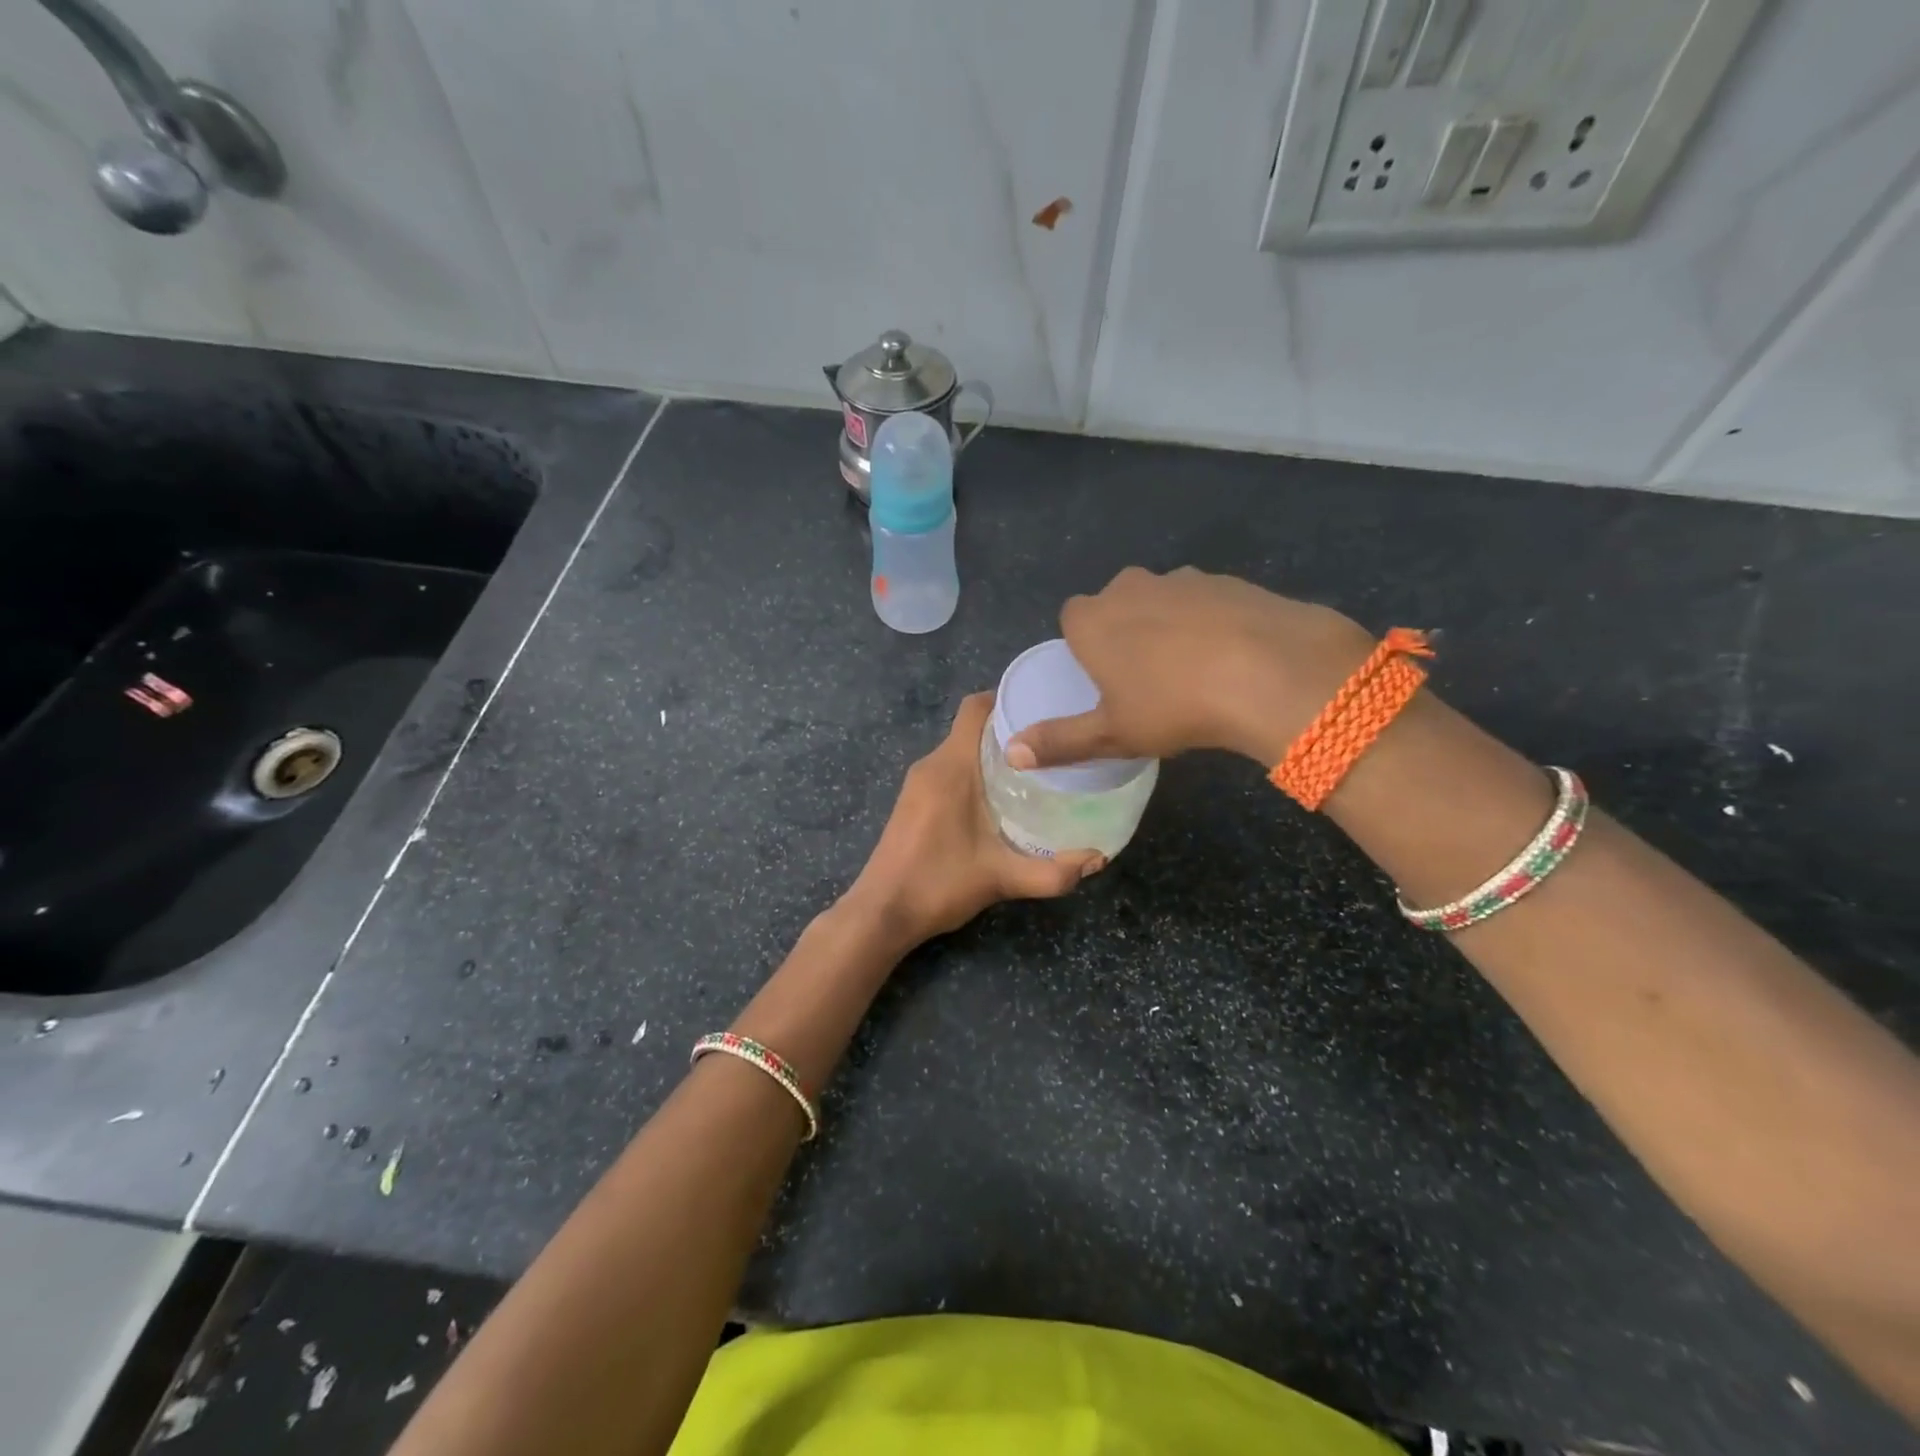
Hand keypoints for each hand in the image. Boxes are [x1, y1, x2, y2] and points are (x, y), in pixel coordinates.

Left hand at [846, 693, 1102, 945]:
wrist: (882, 913)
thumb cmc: (939, 885)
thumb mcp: (1002, 878)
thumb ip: (1053, 872)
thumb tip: (1098, 860)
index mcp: (950, 767)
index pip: (975, 707)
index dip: (1007, 698)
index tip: (1044, 708)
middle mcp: (930, 765)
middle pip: (971, 727)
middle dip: (1010, 729)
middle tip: (1052, 742)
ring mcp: (917, 783)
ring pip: (959, 749)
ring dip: (992, 753)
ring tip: (1034, 769)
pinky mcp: (912, 800)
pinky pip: (948, 769)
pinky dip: (974, 770)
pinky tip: (1001, 797)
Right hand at [1006, 566, 1374, 770]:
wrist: (1269, 672)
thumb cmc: (1173, 706)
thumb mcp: (1112, 734)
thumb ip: (1059, 741)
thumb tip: (1011, 754)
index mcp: (1093, 620)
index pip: (1072, 618)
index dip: (1084, 645)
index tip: (1102, 678)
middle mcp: (1130, 587)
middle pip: (1115, 604)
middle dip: (1123, 631)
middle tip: (1144, 678)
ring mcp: (1181, 579)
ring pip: (1161, 600)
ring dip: (1166, 625)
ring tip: (1190, 670)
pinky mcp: (1228, 580)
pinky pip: (1205, 601)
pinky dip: (1209, 622)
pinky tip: (1230, 657)